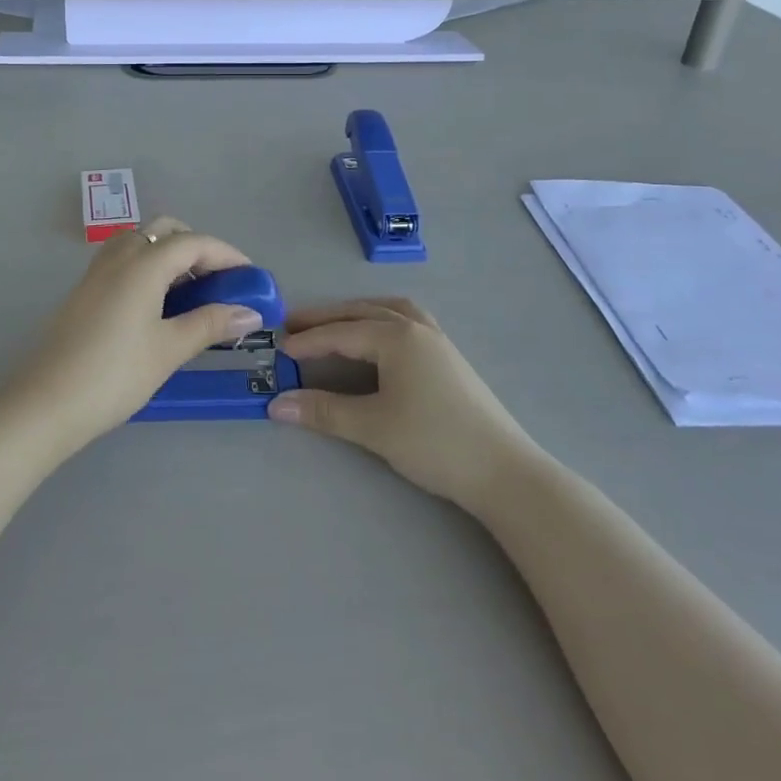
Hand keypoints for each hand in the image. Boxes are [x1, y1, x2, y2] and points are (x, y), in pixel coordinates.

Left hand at [12, 219, 261, 446]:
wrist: (45, 404)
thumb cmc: (114, 375)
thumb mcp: (169, 350)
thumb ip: (210, 324)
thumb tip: (250, 313)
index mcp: (143, 264)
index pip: (194, 242)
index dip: (226, 254)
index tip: (250, 277)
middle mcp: (119, 257)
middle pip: (165, 230)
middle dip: (197, 246)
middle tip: (218, 279)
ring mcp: (97, 272)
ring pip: (141, 241)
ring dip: (169, 253)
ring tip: (189, 291)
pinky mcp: (85, 290)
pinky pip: (124, 259)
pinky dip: (148, 266)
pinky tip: (156, 303)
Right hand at [270, 299, 534, 511]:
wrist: (502, 470)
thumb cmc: (433, 442)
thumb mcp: (373, 427)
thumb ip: (324, 411)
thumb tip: (277, 405)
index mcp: (396, 336)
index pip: (341, 333)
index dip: (307, 340)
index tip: (278, 348)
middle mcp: (415, 326)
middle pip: (362, 312)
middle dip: (326, 318)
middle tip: (293, 324)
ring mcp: (436, 339)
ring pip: (387, 310)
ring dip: (356, 313)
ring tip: (332, 323)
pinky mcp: (448, 356)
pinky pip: (406, 320)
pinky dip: (382, 319)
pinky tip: (379, 336)